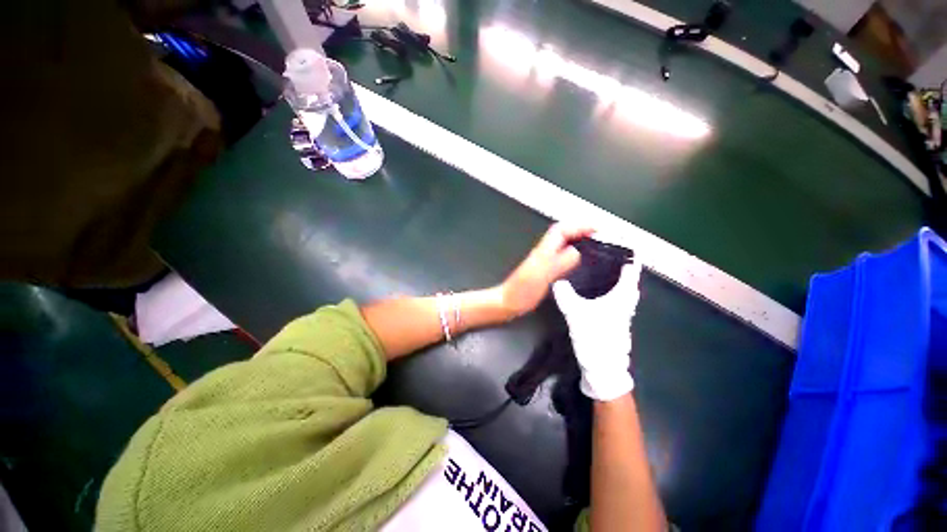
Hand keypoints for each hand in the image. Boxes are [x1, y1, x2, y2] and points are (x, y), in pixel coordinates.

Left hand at [500, 224, 593, 317]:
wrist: (507, 302)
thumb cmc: (521, 292)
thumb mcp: (542, 277)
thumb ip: (559, 263)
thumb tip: (577, 251)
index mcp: (543, 252)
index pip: (561, 231)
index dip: (579, 226)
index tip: (596, 228)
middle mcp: (543, 253)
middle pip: (561, 233)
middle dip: (579, 229)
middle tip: (597, 234)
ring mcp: (542, 261)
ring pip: (561, 243)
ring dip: (576, 239)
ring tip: (592, 243)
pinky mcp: (543, 270)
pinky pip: (560, 255)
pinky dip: (571, 252)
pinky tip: (577, 260)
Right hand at [553, 261, 642, 400]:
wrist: (603, 366)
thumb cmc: (595, 336)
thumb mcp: (576, 312)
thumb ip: (565, 294)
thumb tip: (557, 280)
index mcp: (623, 294)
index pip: (631, 266)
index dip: (624, 251)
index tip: (611, 239)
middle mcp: (627, 299)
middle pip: (627, 273)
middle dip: (615, 259)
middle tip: (597, 249)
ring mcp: (623, 308)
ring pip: (620, 284)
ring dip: (611, 272)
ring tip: (593, 262)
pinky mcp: (616, 316)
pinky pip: (614, 293)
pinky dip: (606, 284)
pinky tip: (591, 283)